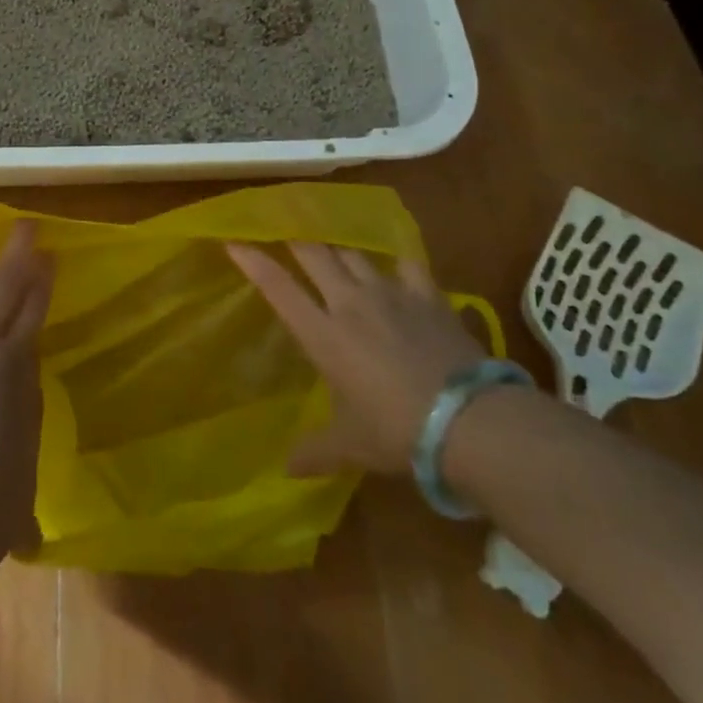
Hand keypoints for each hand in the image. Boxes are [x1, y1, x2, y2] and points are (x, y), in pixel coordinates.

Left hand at [0, 201, 53, 549]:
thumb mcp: (7, 515)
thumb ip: (16, 521)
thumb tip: (27, 545)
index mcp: (25, 403)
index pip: (30, 360)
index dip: (34, 332)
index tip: (40, 313)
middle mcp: (12, 363)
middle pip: (30, 312)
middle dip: (39, 280)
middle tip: (49, 252)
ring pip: (5, 289)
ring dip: (15, 256)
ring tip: (26, 225)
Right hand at [225, 241, 488, 476]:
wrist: (469, 420)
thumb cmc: (397, 432)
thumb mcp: (351, 447)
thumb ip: (315, 451)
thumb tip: (286, 470)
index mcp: (323, 334)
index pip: (278, 287)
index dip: (253, 261)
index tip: (233, 241)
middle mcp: (350, 302)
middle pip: (314, 254)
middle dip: (294, 240)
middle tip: (283, 232)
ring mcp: (391, 293)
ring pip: (354, 255)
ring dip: (338, 251)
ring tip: (333, 252)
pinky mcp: (427, 295)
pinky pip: (406, 264)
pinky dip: (395, 262)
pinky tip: (395, 266)